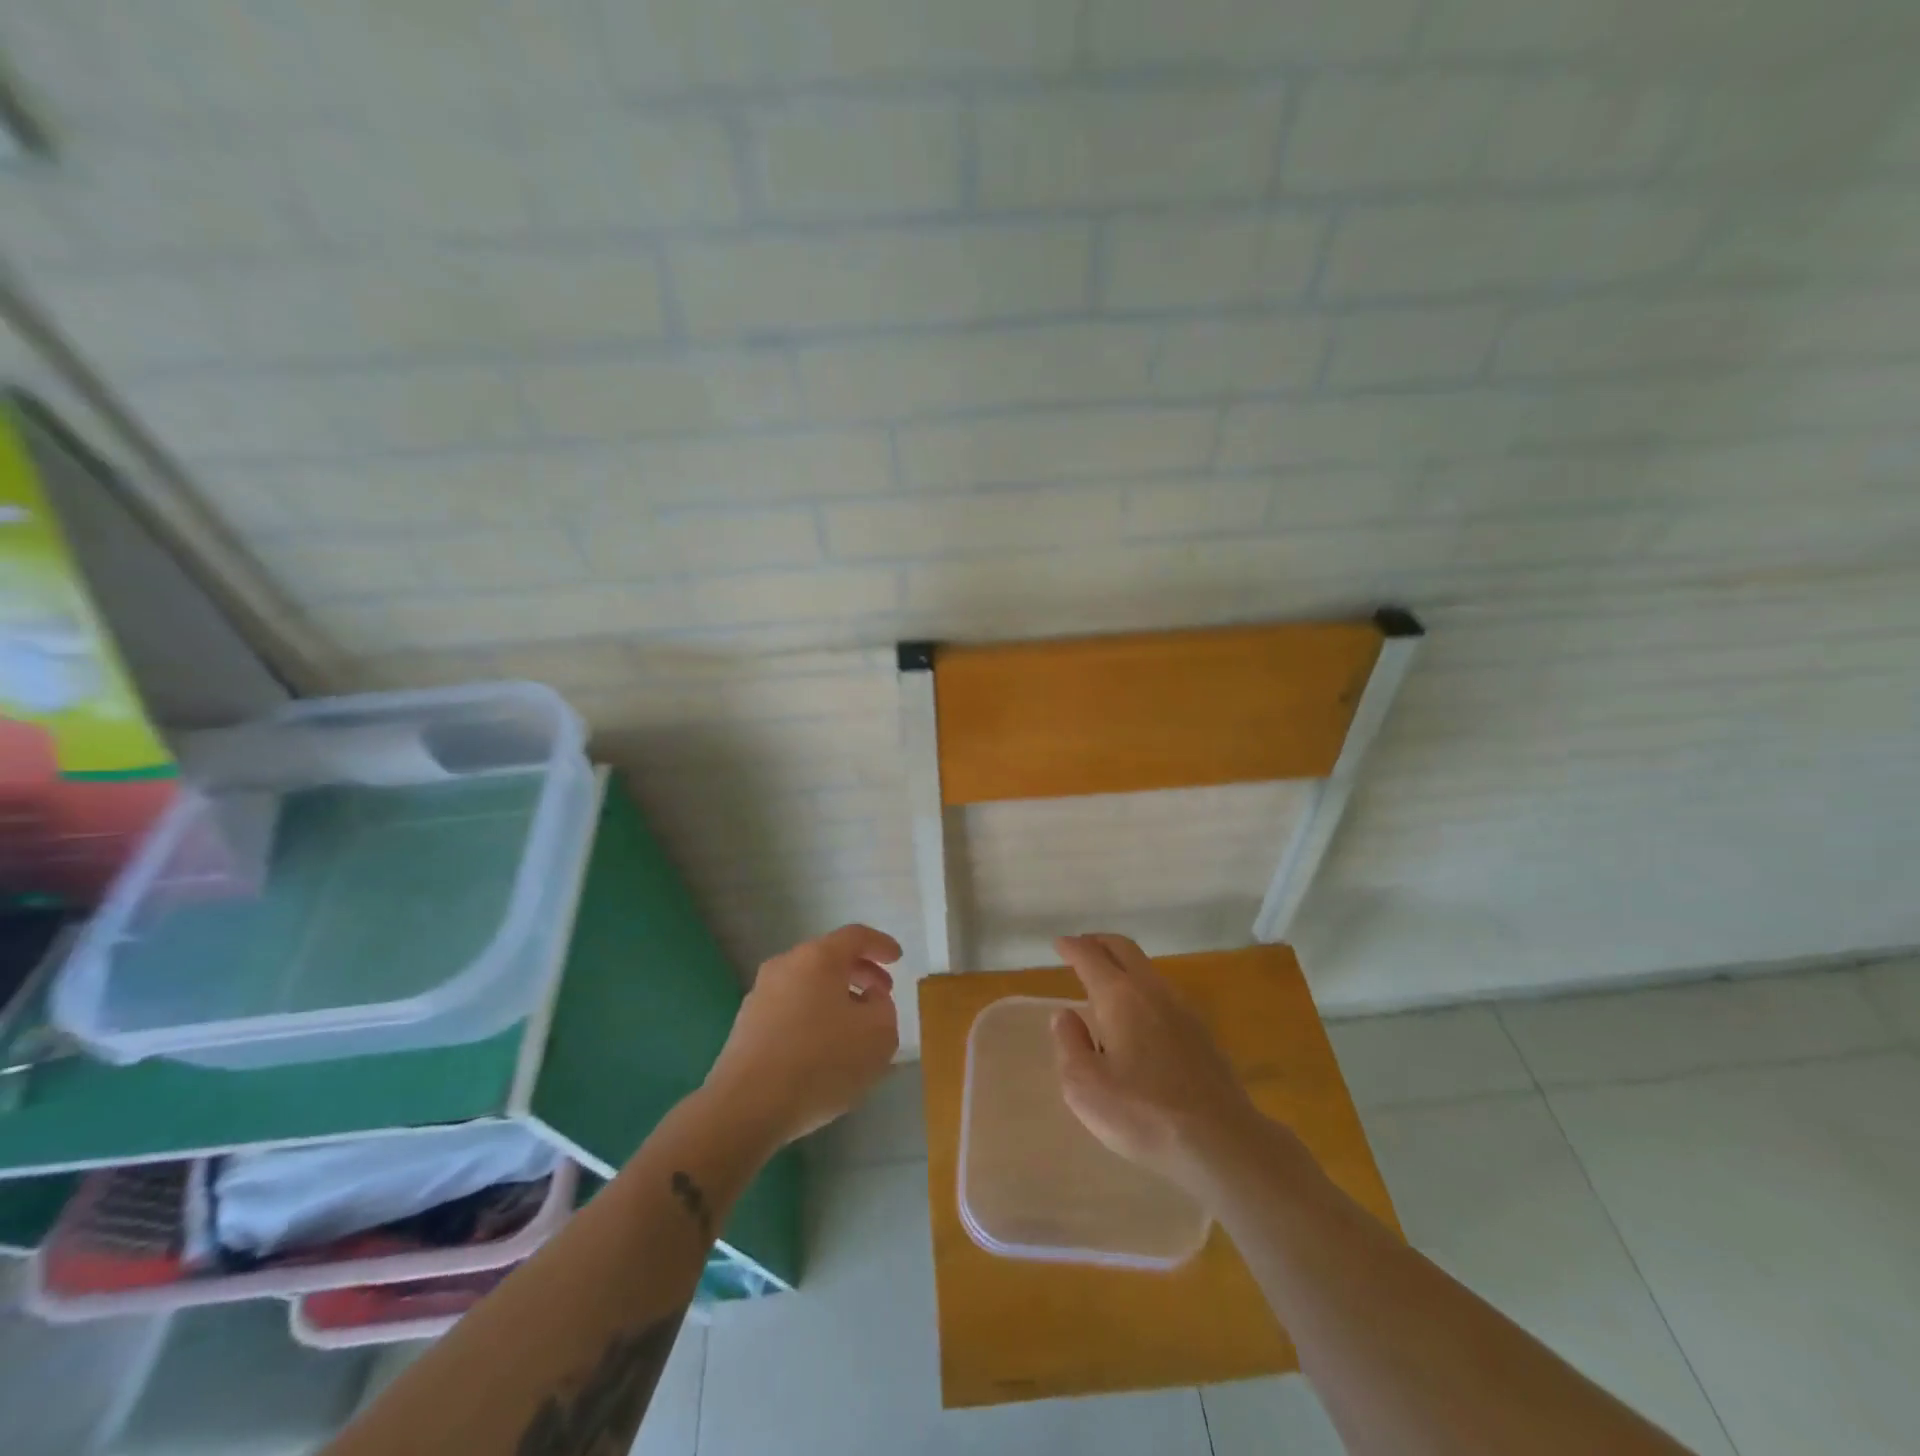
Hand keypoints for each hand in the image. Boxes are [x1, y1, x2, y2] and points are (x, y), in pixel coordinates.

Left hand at [704, 924, 901, 1147]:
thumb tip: (870, 1000)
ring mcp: (760, 995)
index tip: (897, 958)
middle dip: (860, 973)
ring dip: (836, 998)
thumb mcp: (878, 1036)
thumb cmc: (821, 1061)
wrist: (746, 1106)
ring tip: (855, 1028)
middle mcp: (786, 965)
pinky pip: (790, 1009)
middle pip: (829, 958)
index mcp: (818, 957)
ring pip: (808, 985)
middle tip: (881, 994)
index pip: (856, 936)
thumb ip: (884, 1009)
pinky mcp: (746, 1026)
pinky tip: (824, 1049)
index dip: (881, 945)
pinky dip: (813, 1017)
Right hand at [1050, 933, 1269, 1192]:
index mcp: (1120, 996)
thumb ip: (1069, 1044)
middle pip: (1124, 949)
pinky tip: (1138, 1017)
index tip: (1060, 944)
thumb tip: (1065, 1016)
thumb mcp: (1085, 1087)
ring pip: (1147, 970)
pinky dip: (1141, 988)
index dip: (1072, 947)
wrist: (1221, 1142)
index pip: (1090, 957)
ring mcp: (1183, 1009)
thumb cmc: (1143, 1114)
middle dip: (1099, 942)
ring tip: (1105, 983)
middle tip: (1081, 947)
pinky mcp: (1202, 1032)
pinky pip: (1163, 993)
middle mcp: (1153, 990)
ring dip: (1122, 965)